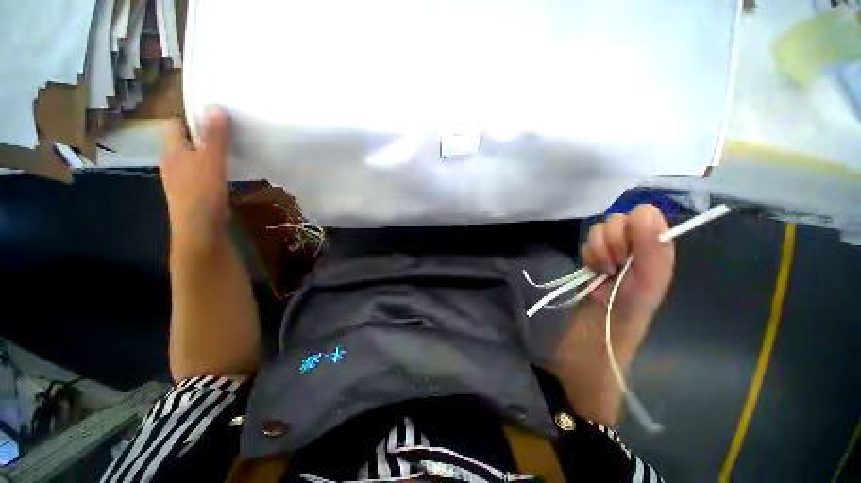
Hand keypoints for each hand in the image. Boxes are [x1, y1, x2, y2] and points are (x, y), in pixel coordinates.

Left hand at [161, 110, 230, 251]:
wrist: (200, 230)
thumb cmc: (202, 193)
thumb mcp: (210, 161)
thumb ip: (214, 136)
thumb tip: (216, 106)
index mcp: (172, 150)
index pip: (175, 123)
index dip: (192, 116)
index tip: (215, 115)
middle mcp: (173, 161)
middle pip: (186, 139)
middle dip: (205, 133)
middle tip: (229, 130)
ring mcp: (183, 178)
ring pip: (195, 156)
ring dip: (211, 150)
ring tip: (232, 148)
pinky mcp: (195, 191)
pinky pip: (202, 170)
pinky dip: (214, 166)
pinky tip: (228, 170)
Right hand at [581, 204, 674, 334]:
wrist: (605, 315)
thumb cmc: (634, 299)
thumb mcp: (651, 274)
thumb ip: (650, 243)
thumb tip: (642, 210)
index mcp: (655, 240)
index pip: (643, 212)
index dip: (633, 226)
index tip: (631, 246)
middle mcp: (633, 238)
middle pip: (616, 218)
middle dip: (613, 242)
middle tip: (618, 263)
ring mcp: (611, 244)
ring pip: (597, 229)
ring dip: (599, 251)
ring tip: (606, 269)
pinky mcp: (593, 251)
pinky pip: (585, 242)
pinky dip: (589, 256)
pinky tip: (595, 269)